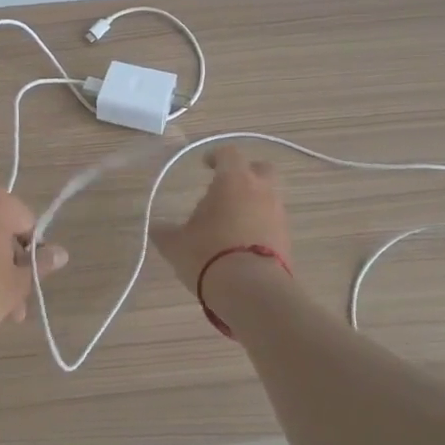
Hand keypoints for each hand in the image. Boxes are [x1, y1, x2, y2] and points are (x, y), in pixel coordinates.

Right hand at [150, 146, 293, 291]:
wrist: (251, 290)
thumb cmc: (208, 254)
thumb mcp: (176, 244)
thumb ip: (165, 232)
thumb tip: (157, 228)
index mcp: (233, 180)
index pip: (229, 154)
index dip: (216, 156)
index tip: (206, 165)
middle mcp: (261, 191)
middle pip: (261, 169)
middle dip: (247, 174)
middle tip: (228, 188)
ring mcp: (278, 215)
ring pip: (268, 198)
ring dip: (253, 204)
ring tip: (231, 223)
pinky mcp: (287, 240)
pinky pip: (272, 224)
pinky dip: (260, 227)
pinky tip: (242, 244)